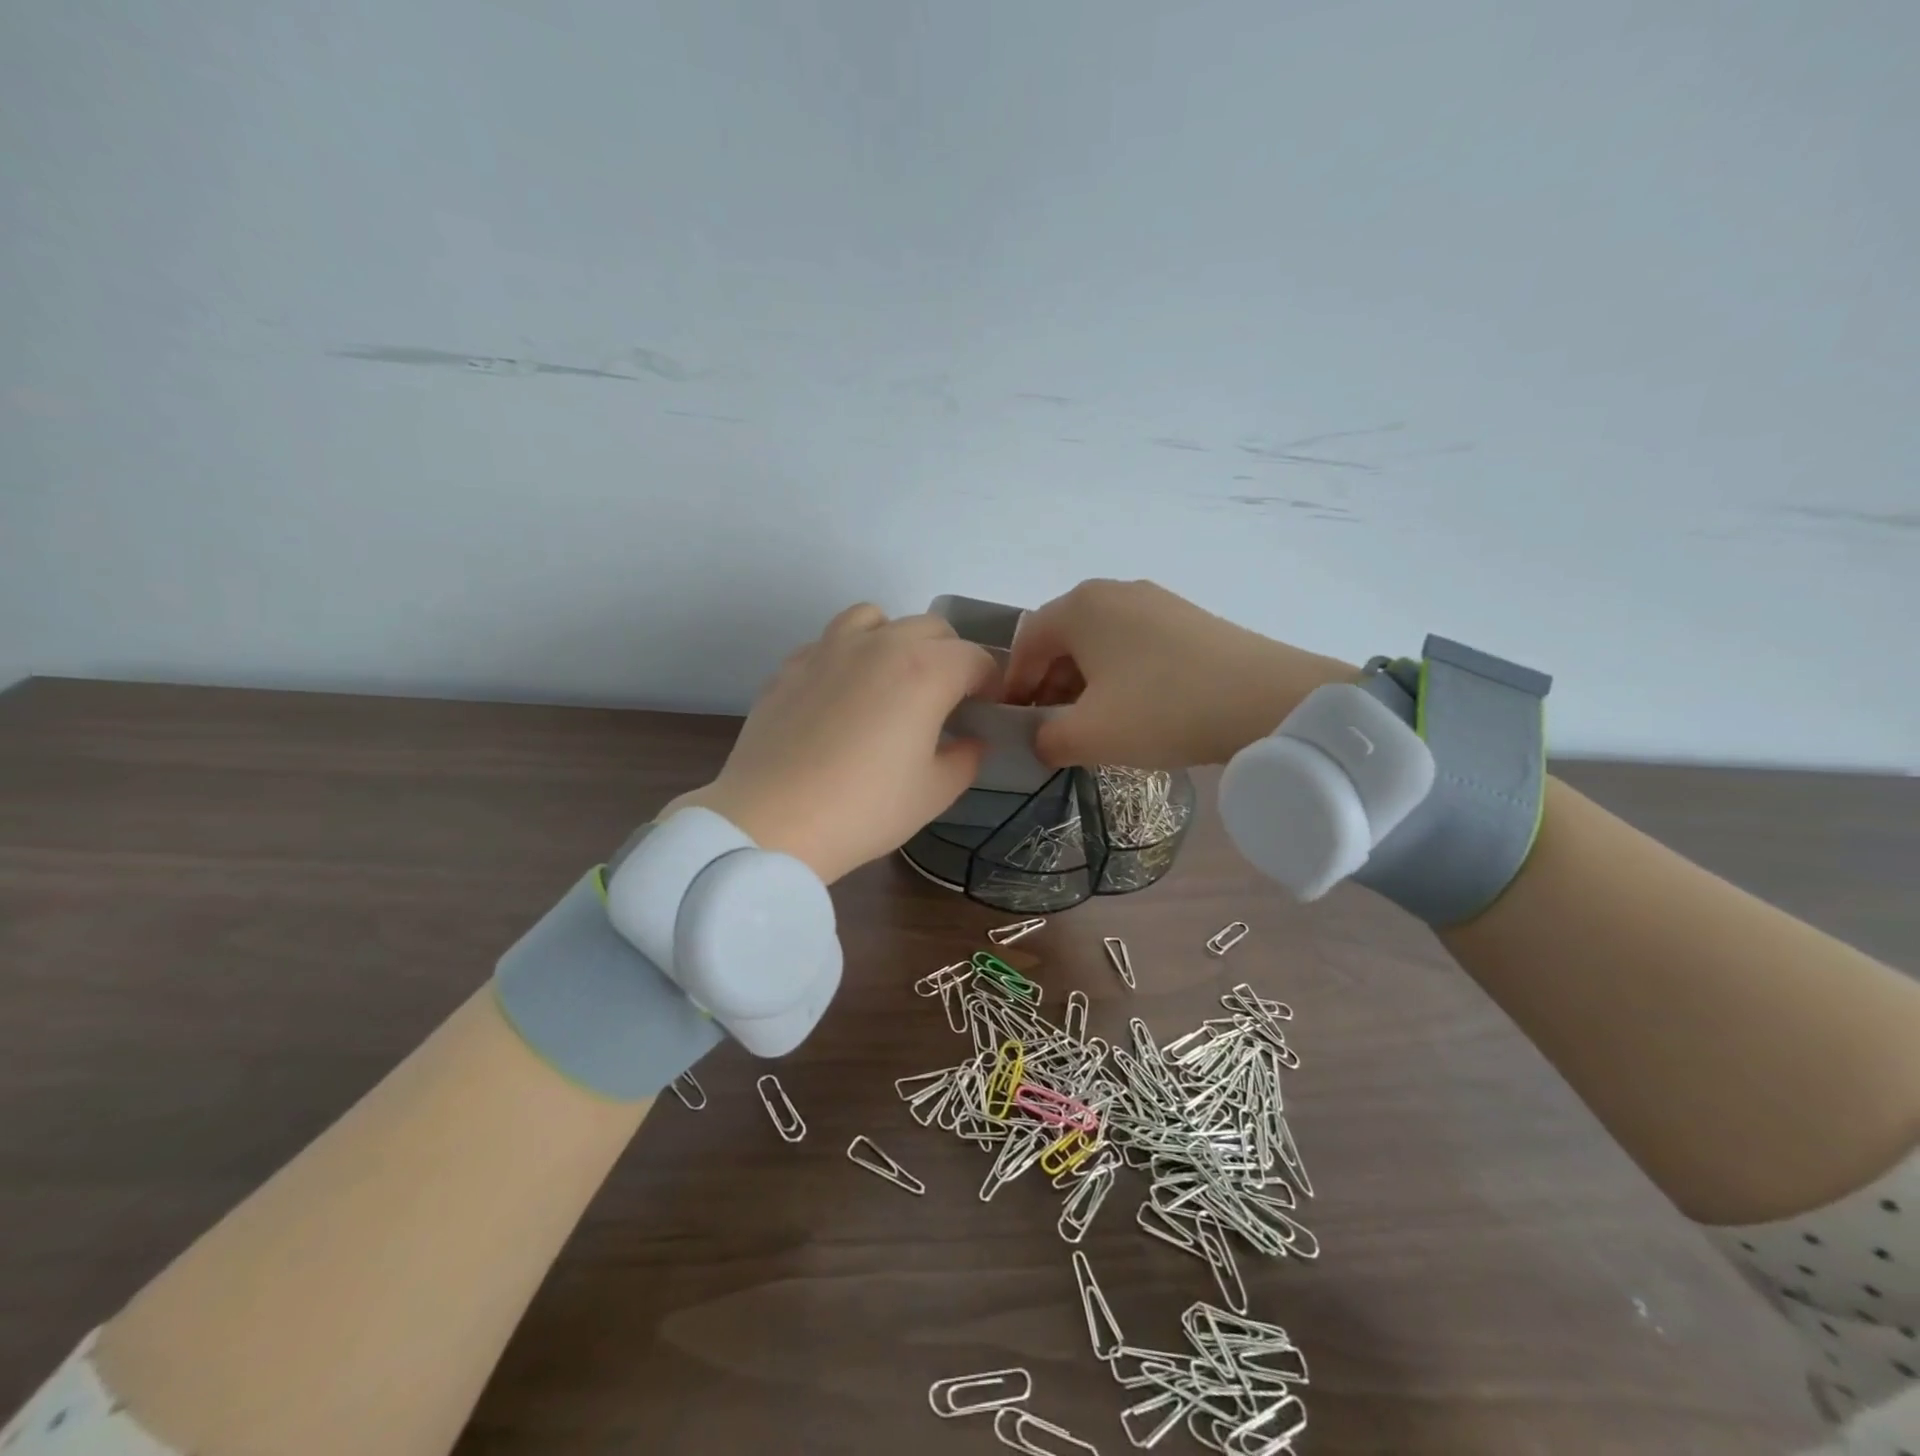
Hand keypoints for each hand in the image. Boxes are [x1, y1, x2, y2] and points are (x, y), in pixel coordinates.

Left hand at [666, 604, 996, 883]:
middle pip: (931, 628)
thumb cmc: (865, 809)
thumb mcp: (934, 793)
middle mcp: (880, 644)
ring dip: (896, 640)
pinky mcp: (791, 666)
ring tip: (892, 682)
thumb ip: (967, 758)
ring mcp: (829, 649)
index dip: (990, 684)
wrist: (772, 821)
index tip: (985, 712)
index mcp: (926, 670)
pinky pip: (830, 642)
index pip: (976, 658)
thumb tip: (972, 740)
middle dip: (950, 657)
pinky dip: (849, 656)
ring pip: (876, 619)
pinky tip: (842, 697)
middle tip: (946, 701)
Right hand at [1001, 579, 1355, 768]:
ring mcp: (1155, 601)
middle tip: (1052, 728)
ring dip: (1084, 683)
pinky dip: (1119, 675)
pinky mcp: (1187, 618)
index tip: (1016, 724)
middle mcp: (1113, 592)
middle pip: (1062, 639)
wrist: (1268, 701)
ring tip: (1094, 724)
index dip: (1013, 686)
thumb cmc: (1162, 710)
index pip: (1026, 642)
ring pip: (1099, 643)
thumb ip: (1045, 740)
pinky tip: (1134, 709)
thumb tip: (1041, 740)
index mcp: (1080, 606)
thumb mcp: (1089, 736)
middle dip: (1049, 685)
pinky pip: (1134, 644)